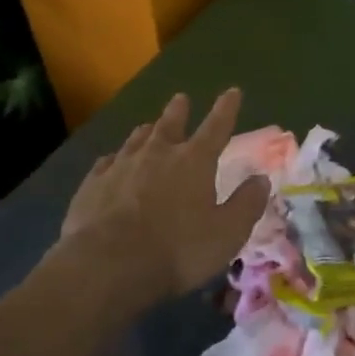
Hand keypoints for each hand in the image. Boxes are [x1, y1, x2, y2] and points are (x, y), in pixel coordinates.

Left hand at [59, 89, 270, 307]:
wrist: (107, 264)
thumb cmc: (177, 250)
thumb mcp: (227, 233)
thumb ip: (246, 204)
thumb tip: (261, 179)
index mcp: (194, 161)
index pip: (216, 127)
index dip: (226, 109)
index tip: (232, 91)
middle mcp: (157, 154)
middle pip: (170, 124)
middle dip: (179, 111)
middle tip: (181, 99)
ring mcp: (121, 166)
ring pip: (136, 140)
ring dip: (146, 131)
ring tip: (148, 127)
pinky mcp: (93, 184)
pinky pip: (106, 163)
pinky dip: (114, 159)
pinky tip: (111, 162)